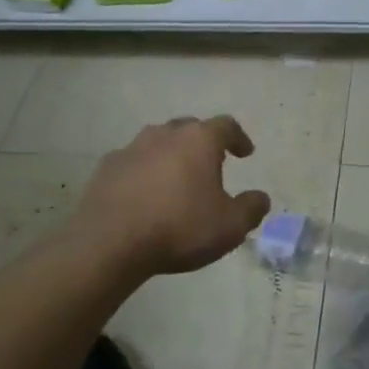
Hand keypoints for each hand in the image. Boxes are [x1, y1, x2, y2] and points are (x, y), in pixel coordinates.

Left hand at [76, 116, 271, 275]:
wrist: (110, 242)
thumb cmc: (179, 228)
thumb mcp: (229, 226)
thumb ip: (251, 209)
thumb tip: (261, 198)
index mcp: (199, 140)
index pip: (226, 126)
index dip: (238, 138)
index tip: (245, 152)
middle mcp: (165, 134)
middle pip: (190, 128)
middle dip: (203, 143)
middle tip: (212, 164)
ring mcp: (131, 148)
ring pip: (158, 142)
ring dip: (171, 155)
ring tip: (177, 178)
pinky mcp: (107, 167)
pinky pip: (133, 162)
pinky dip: (144, 172)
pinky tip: (145, 193)